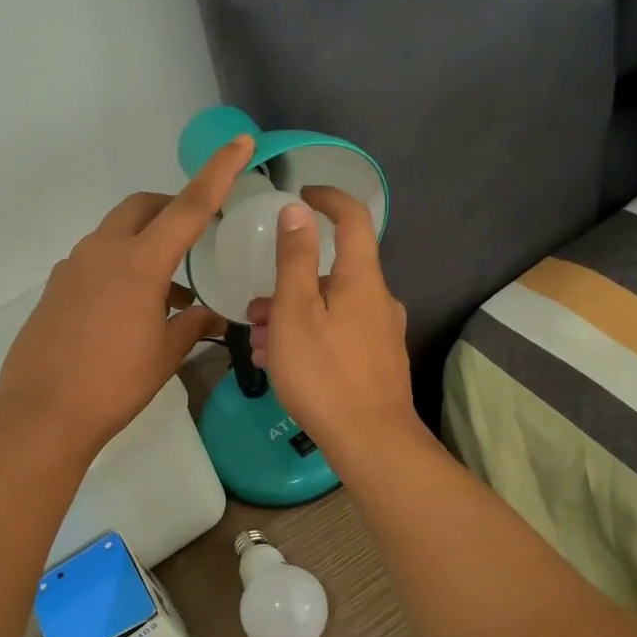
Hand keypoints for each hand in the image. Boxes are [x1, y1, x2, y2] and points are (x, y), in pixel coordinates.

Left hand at [0, 136, 255, 455]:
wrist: (41, 412)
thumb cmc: (113, 385)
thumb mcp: (164, 355)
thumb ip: (192, 324)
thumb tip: (208, 312)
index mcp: (139, 264)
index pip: (187, 207)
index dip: (217, 172)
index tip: (240, 143)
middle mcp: (103, 252)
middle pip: (142, 206)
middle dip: (172, 207)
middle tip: (196, 234)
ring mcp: (73, 266)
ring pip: (116, 232)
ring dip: (146, 242)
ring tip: (168, 290)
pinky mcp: (56, 286)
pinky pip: (96, 259)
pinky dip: (121, 265)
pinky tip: (130, 307)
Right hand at [249, 185, 421, 469]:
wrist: (371, 442)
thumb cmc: (324, 373)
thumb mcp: (295, 312)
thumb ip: (295, 259)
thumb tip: (298, 210)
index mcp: (362, 279)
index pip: (353, 219)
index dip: (329, 199)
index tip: (301, 194)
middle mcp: (379, 300)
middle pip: (333, 273)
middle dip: (290, 283)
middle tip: (255, 310)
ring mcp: (381, 333)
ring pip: (331, 308)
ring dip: (292, 317)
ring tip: (260, 345)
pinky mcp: (377, 362)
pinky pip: (338, 334)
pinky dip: (309, 338)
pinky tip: (282, 366)